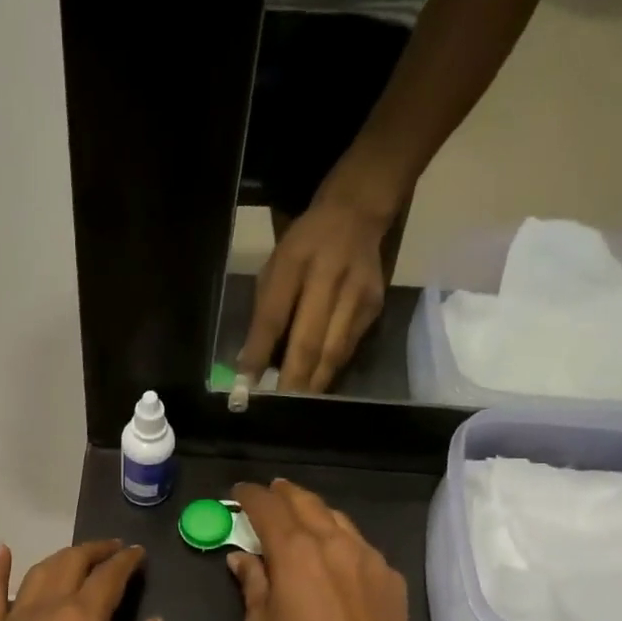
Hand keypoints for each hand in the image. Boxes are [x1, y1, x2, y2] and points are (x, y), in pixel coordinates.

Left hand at [0, 539, 165, 620]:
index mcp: (82, 619)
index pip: (109, 576)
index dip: (126, 561)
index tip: (138, 554)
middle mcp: (47, 608)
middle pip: (72, 563)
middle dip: (96, 551)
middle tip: (112, 550)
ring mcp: (13, 620)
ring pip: (38, 573)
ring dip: (61, 558)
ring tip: (76, 556)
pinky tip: (1, 552)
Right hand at [226, 480, 417, 620]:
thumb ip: (252, 583)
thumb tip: (241, 558)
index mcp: (294, 550)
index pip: (267, 507)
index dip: (249, 495)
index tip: (239, 493)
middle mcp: (332, 540)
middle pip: (305, 501)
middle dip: (284, 493)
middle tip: (271, 492)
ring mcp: (366, 555)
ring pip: (337, 518)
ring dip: (314, 512)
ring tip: (302, 516)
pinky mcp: (389, 574)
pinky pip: (360, 545)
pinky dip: (341, 540)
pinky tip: (336, 555)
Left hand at [239, 198, 389, 394]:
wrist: (356, 214)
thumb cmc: (304, 246)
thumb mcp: (275, 266)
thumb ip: (264, 312)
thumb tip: (252, 362)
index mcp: (294, 262)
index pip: (273, 317)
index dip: (259, 354)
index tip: (246, 385)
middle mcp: (329, 277)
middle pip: (309, 340)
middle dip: (292, 379)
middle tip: (277, 406)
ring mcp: (357, 293)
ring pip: (333, 350)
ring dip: (313, 383)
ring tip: (297, 405)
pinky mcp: (375, 306)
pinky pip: (349, 347)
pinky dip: (331, 369)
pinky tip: (317, 385)